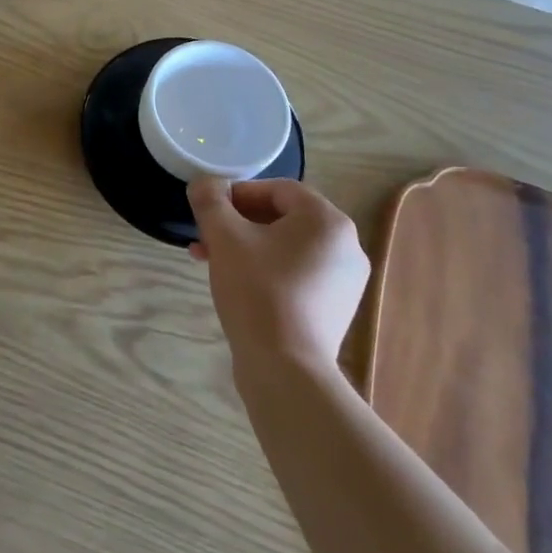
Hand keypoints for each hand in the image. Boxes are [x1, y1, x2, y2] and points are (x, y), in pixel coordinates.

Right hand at [187, 179, 370, 369]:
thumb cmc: (257, 291)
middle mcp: (346, 246)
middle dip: (238, 224)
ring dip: (247, 247)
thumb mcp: (225, 237)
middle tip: (205, 237)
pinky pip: (297, 275)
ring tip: (212, 262)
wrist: (285, 368)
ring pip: (287, 248)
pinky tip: (238, 286)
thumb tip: (204, 184)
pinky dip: (266, 271)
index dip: (239, 193)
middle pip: (283, 219)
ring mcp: (344, 281)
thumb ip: (210, 201)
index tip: (209, 209)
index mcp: (328, 221)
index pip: (279, 189)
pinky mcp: (334, 309)